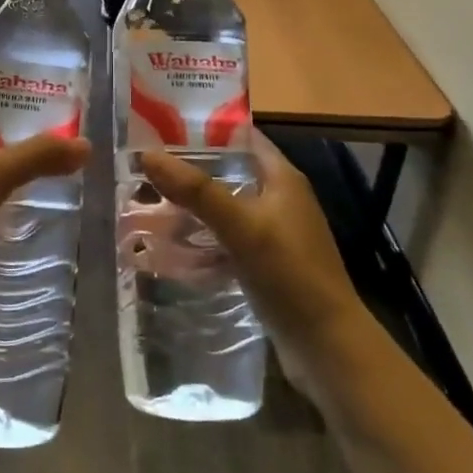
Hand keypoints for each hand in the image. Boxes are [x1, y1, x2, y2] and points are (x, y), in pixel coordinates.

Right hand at [140, 130, 369, 386]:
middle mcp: (279, 199)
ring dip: (191, 206)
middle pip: (227, 171)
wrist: (327, 347)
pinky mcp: (264, 264)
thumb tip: (147, 154)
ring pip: (223, 207)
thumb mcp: (241, 226)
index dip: (204, 127)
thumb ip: (196, 190)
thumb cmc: (290, 274)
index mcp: (282, 178)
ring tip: (147, 203)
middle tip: (144, 167)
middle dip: (188, 170)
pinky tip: (170, 247)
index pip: (241, 136)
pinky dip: (200, 239)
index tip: (161, 126)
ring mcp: (273, 233)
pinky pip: (225, 240)